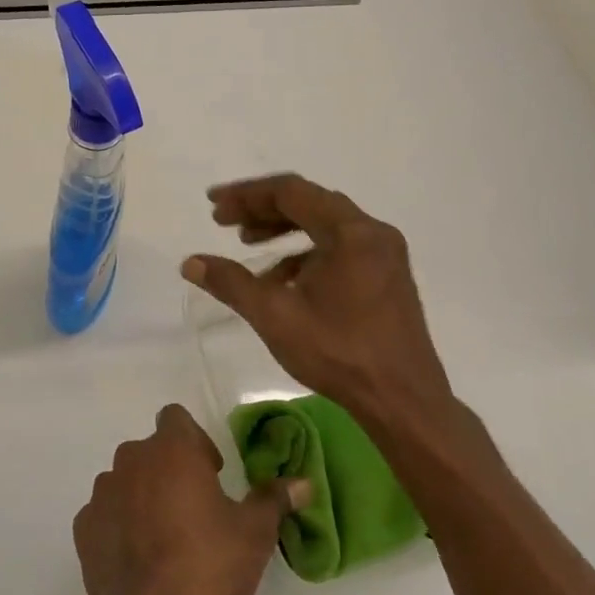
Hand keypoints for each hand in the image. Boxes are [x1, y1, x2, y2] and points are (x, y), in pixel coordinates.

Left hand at [73, 404, 307, 594]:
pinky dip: (120, 526)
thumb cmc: (207, 565)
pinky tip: (139, 560)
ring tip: (166, 539)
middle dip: (171, 471)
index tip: (212, 474)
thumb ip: (274, 500)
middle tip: (195, 511)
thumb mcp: (253, 534)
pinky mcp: (84, 525)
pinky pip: (107, 513)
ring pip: (127, 480)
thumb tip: (303, 483)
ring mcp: (102, 491)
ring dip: (144, 497)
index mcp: (171, 449)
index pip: (176, 418)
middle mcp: (131, 458)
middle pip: (153, 451)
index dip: (195, 440)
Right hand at [181, 173, 455, 434]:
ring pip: (324, 225)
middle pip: (309, 203)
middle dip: (262, 209)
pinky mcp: (386, 275)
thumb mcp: (275, 316)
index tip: (213, 204)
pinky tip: (281, 279)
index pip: (290, 192)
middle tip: (223, 221)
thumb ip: (231, 283)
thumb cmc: (339, 354)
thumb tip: (190, 263)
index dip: (246, 195)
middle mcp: (372, 232)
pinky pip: (339, 248)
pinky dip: (306, 253)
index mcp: (350, 231)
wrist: (403, 402)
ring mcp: (384, 254)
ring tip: (247, 244)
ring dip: (283, 229)